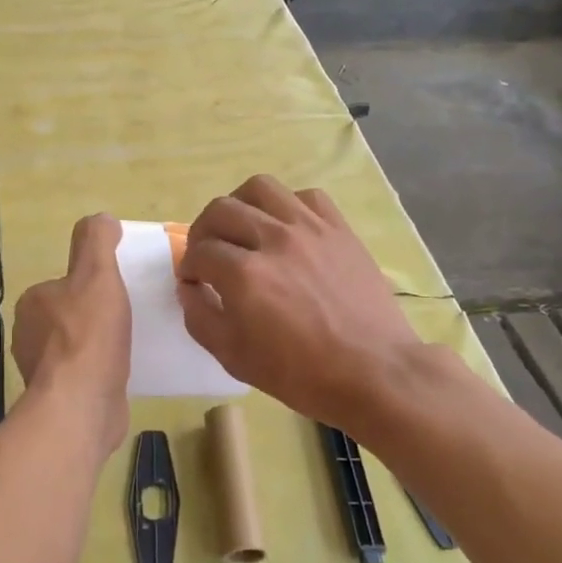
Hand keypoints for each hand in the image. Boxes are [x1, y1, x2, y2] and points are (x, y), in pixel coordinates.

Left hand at [11, 213, 131, 457]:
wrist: (82, 405)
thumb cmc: (89, 335)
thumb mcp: (97, 274)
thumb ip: (97, 242)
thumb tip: (101, 219)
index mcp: (33, 302)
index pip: (64, 284)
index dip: (92, 285)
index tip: (118, 292)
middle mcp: (29, 335)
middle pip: (70, 315)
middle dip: (96, 317)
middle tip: (130, 318)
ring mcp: (42, 370)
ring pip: (76, 347)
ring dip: (98, 346)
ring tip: (130, 346)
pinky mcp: (58, 398)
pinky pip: (82, 376)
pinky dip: (99, 372)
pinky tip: (121, 374)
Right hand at [177, 175, 424, 432]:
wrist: (373, 372)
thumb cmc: (302, 374)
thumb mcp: (235, 358)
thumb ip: (201, 318)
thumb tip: (188, 289)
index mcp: (245, 275)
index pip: (199, 252)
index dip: (188, 267)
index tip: (192, 281)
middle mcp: (274, 239)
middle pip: (222, 210)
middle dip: (203, 231)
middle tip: (208, 253)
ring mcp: (310, 228)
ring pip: (261, 188)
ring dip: (240, 204)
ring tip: (242, 227)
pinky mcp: (339, 228)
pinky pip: (305, 196)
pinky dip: (286, 206)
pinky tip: (285, 229)